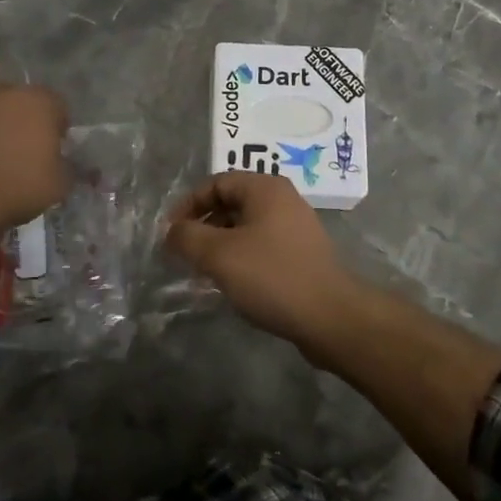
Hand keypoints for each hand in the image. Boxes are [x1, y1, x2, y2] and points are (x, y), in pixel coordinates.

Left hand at [0, 71, 69, 237]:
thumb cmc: (16, 188)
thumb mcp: (59, 186)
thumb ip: (70, 169)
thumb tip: (68, 163)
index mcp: (41, 103)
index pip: (58, 106)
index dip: (57, 127)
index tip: (53, 149)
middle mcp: (6, 89)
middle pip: (21, 94)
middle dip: (23, 112)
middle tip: (20, 143)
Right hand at [164, 172, 363, 353]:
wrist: (329, 317)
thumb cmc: (271, 276)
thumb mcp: (219, 255)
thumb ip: (187, 237)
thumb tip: (171, 231)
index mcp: (265, 188)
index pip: (216, 183)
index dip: (188, 205)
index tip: (170, 233)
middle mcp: (283, 200)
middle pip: (231, 203)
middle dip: (203, 226)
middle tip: (184, 253)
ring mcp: (296, 227)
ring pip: (246, 227)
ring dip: (220, 244)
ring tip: (203, 272)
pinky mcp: (302, 255)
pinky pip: (262, 246)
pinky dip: (241, 258)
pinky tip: (232, 284)